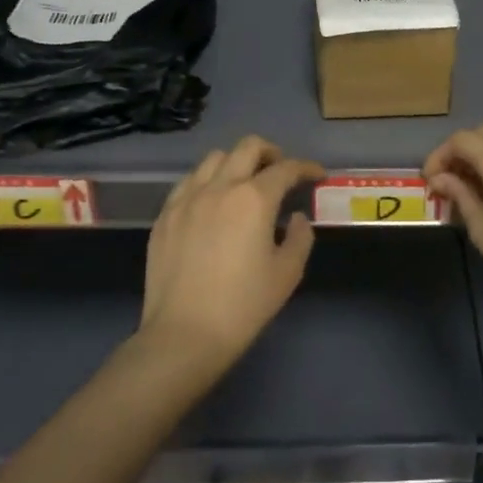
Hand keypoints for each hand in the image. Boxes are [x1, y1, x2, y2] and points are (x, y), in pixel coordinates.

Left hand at [142, 136, 322, 367]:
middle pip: (247, 147)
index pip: (286, 169)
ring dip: (236, 163)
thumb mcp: (287, 273)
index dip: (306, 168)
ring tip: (245, 183)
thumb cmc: (243, 305)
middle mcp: (219, 187)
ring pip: (214, 159)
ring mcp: (187, 199)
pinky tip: (212, 202)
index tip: (317, 175)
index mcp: (254, 199)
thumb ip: (300, 237)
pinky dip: (207, 181)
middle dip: (271, 153)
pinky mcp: (165, 215)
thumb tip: (296, 218)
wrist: (184, 335)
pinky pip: (188, 182)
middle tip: (281, 172)